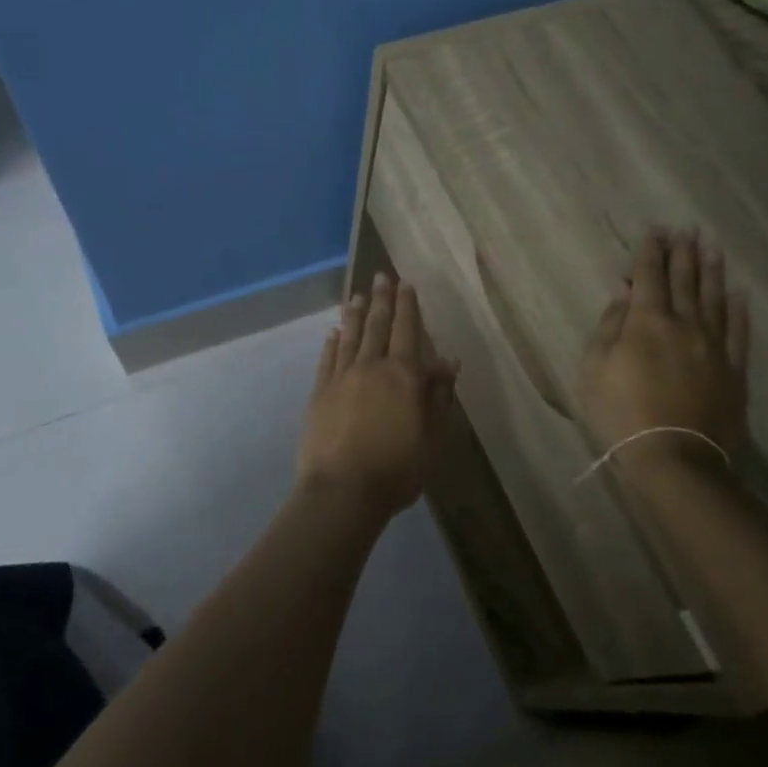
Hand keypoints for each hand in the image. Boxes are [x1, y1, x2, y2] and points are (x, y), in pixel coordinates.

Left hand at [297, 273, 458, 520]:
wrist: (342, 490)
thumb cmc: (396, 468)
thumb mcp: (432, 436)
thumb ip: (438, 396)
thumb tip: (448, 362)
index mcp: (403, 375)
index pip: (407, 331)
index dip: (408, 306)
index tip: (406, 284)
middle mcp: (371, 366)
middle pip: (377, 325)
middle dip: (381, 299)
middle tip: (381, 276)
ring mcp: (341, 378)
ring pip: (350, 336)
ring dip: (354, 314)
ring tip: (356, 294)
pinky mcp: (319, 393)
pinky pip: (327, 359)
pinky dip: (332, 342)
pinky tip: (333, 332)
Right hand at [579, 228, 750, 480]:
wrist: (673, 457)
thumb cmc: (621, 412)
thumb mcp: (595, 368)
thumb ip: (610, 326)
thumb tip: (625, 294)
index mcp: (647, 321)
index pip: (649, 275)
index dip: (650, 251)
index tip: (655, 230)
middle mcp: (684, 323)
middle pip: (684, 280)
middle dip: (682, 252)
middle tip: (686, 229)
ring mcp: (713, 346)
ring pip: (714, 298)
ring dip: (711, 270)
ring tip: (712, 247)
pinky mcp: (733, 369)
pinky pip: (738, 331)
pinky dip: (738, 309)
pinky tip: (738, 293)